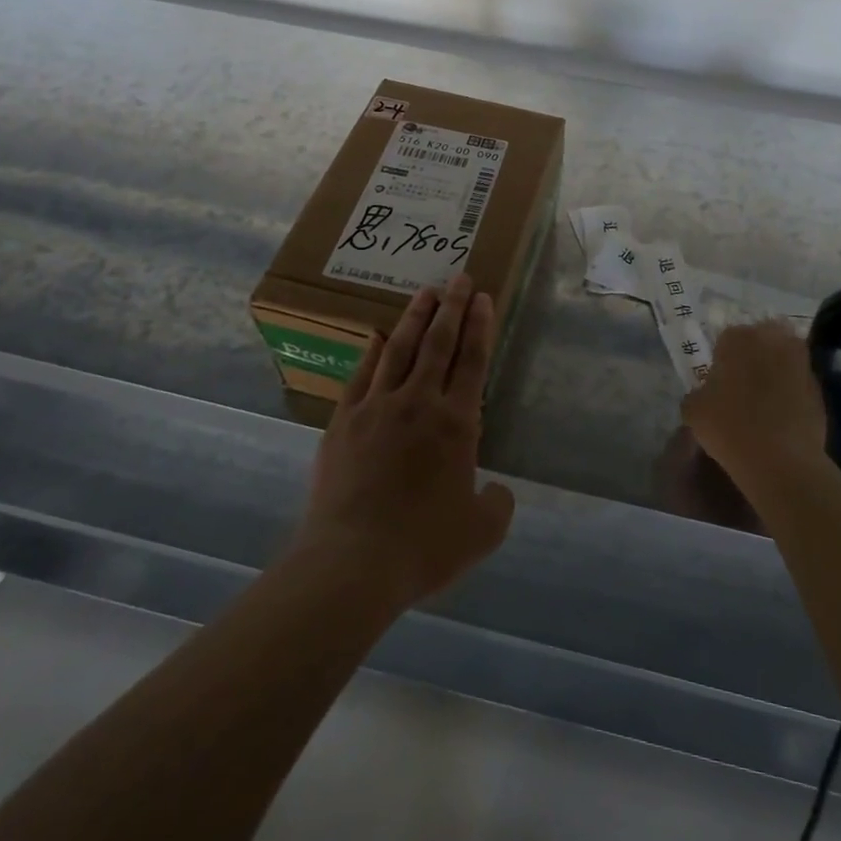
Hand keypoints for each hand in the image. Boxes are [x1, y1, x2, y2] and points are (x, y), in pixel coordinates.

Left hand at [294, 274, 515, 610]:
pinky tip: (377, 336)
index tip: (482, 297)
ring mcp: (376, 407)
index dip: (479, 326)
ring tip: (425, 293)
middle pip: (438, 343)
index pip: (472, 362)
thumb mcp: (480, 533)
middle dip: (451, 307)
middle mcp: (418, 403)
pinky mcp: (343, 421)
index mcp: (456, 424)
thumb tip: (495, 489)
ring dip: (415, 318)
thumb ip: (496, 505)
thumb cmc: (423, 546)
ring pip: (400, 350)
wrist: (352, 562)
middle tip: (458, 278)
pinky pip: (361, 375)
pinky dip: (372, 352)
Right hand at [681, 320, 827, 489]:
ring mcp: (801, 362)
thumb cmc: (728, 426)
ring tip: (763, 399)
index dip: (722, 358)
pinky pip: (799, 383)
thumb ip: (698, 393)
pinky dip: (791, 392)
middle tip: (742, 382)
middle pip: (761, 339)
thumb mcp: (693, 410)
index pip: (726, 338)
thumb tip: (706, 394)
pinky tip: (781, 416)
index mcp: (738, 338)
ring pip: (783, 358)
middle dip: (753, 355)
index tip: (719, 379)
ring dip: (775, 370)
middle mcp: (772, 340)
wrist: (780, 459)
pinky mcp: (819, 388)